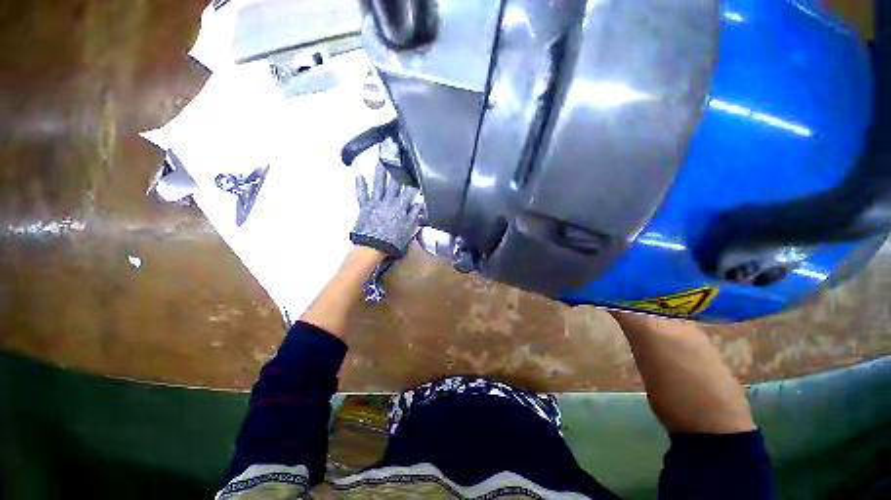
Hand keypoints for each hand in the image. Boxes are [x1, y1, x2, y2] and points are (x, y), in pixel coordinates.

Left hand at [350, 164, 422, 255]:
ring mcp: (375, 203)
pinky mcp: (364, 207)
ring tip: (381, 161)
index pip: (408, 192)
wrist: (372, 247)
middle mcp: (388, 201)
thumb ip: (414, 215)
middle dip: (396, 172)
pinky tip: (359, 175)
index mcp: (400, 207)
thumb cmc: (393, 240)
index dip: (412, 182)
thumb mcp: (408, 229)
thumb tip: (420, 203)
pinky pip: (362, 194)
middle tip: (397, 159)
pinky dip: (361, 185)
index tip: (414, 172)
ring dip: (380, 173)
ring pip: (378, 185)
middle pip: (394, 184)